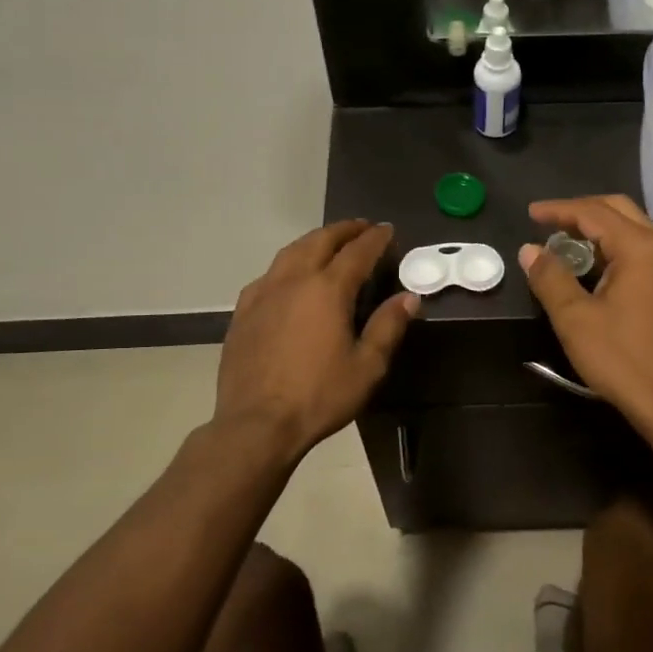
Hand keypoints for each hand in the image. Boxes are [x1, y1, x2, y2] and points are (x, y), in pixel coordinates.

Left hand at [215, 221, 418, 460]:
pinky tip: (289, 276)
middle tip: (362, 228)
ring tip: (328, 242)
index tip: (388, 230)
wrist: (256, 424)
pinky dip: (287, 264)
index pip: (357, 252)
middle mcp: (294, 280)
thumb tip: (408, 297)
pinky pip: (268, 274)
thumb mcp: (367, 366)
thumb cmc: (319, 396)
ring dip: (314, 241)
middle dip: (344, 230)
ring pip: (290, 252)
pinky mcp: (243, 312)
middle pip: (320, 241)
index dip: (375, 239)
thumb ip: (388, 326)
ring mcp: (263, 293)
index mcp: (327, 290)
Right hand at [519, 195, 652, 425]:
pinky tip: (598, 270)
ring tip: (568, 244)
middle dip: (582, 211)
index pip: (594, 213)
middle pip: (620, 211)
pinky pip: (645, 252)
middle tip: (549, 223)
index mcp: (640, 247)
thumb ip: (550, 277)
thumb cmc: (623, 359)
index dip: (559, 210)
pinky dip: (617, 249)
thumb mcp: (575, 318)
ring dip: (600, 231)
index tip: (530, 214)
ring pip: (635, 230)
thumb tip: (530, 250)